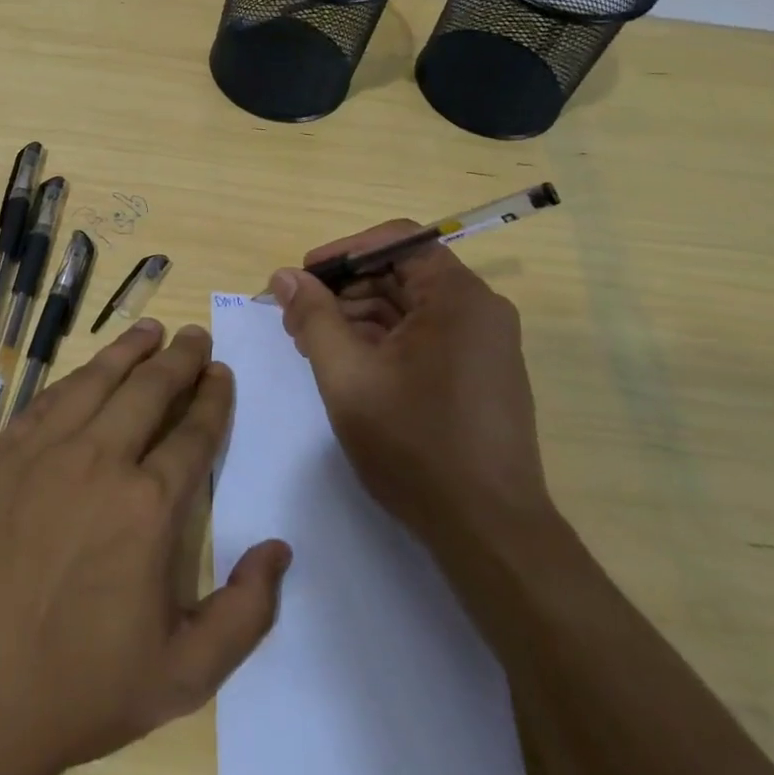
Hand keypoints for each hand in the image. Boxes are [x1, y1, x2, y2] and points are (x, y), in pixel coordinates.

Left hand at [0, 319, 290, 774]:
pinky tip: (86, 372)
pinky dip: (75, 379)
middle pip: (148, 390)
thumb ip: (245, 613)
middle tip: (194, 336)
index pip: (193, 433)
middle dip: (179, 359)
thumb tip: (279, 549)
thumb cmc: (76, 690)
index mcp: (147, 507)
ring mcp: (42, 452)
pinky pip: (46, 401)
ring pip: (96, 381)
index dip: (212, 399)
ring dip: (128, 351)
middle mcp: (98, 460)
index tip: (221, 374)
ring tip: (150, 330)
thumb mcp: (182, 676)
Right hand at [268, 222, 549, 551]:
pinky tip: (348, 365)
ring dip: (357, 318)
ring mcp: (484, 345)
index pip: (394, 240)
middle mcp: (479, 310)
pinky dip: (383, 342)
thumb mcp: (347, 375)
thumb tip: (283, 275)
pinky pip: (424, 336)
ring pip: (408, 308)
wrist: (490, 534)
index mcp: (457, 296)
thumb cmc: (415, 445)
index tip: (301, 278)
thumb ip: (313, 316)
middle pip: (400, 273)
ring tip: (313, 345)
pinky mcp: (480, 375)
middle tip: (296, 319)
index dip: (341, 253)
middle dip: (343, 291)